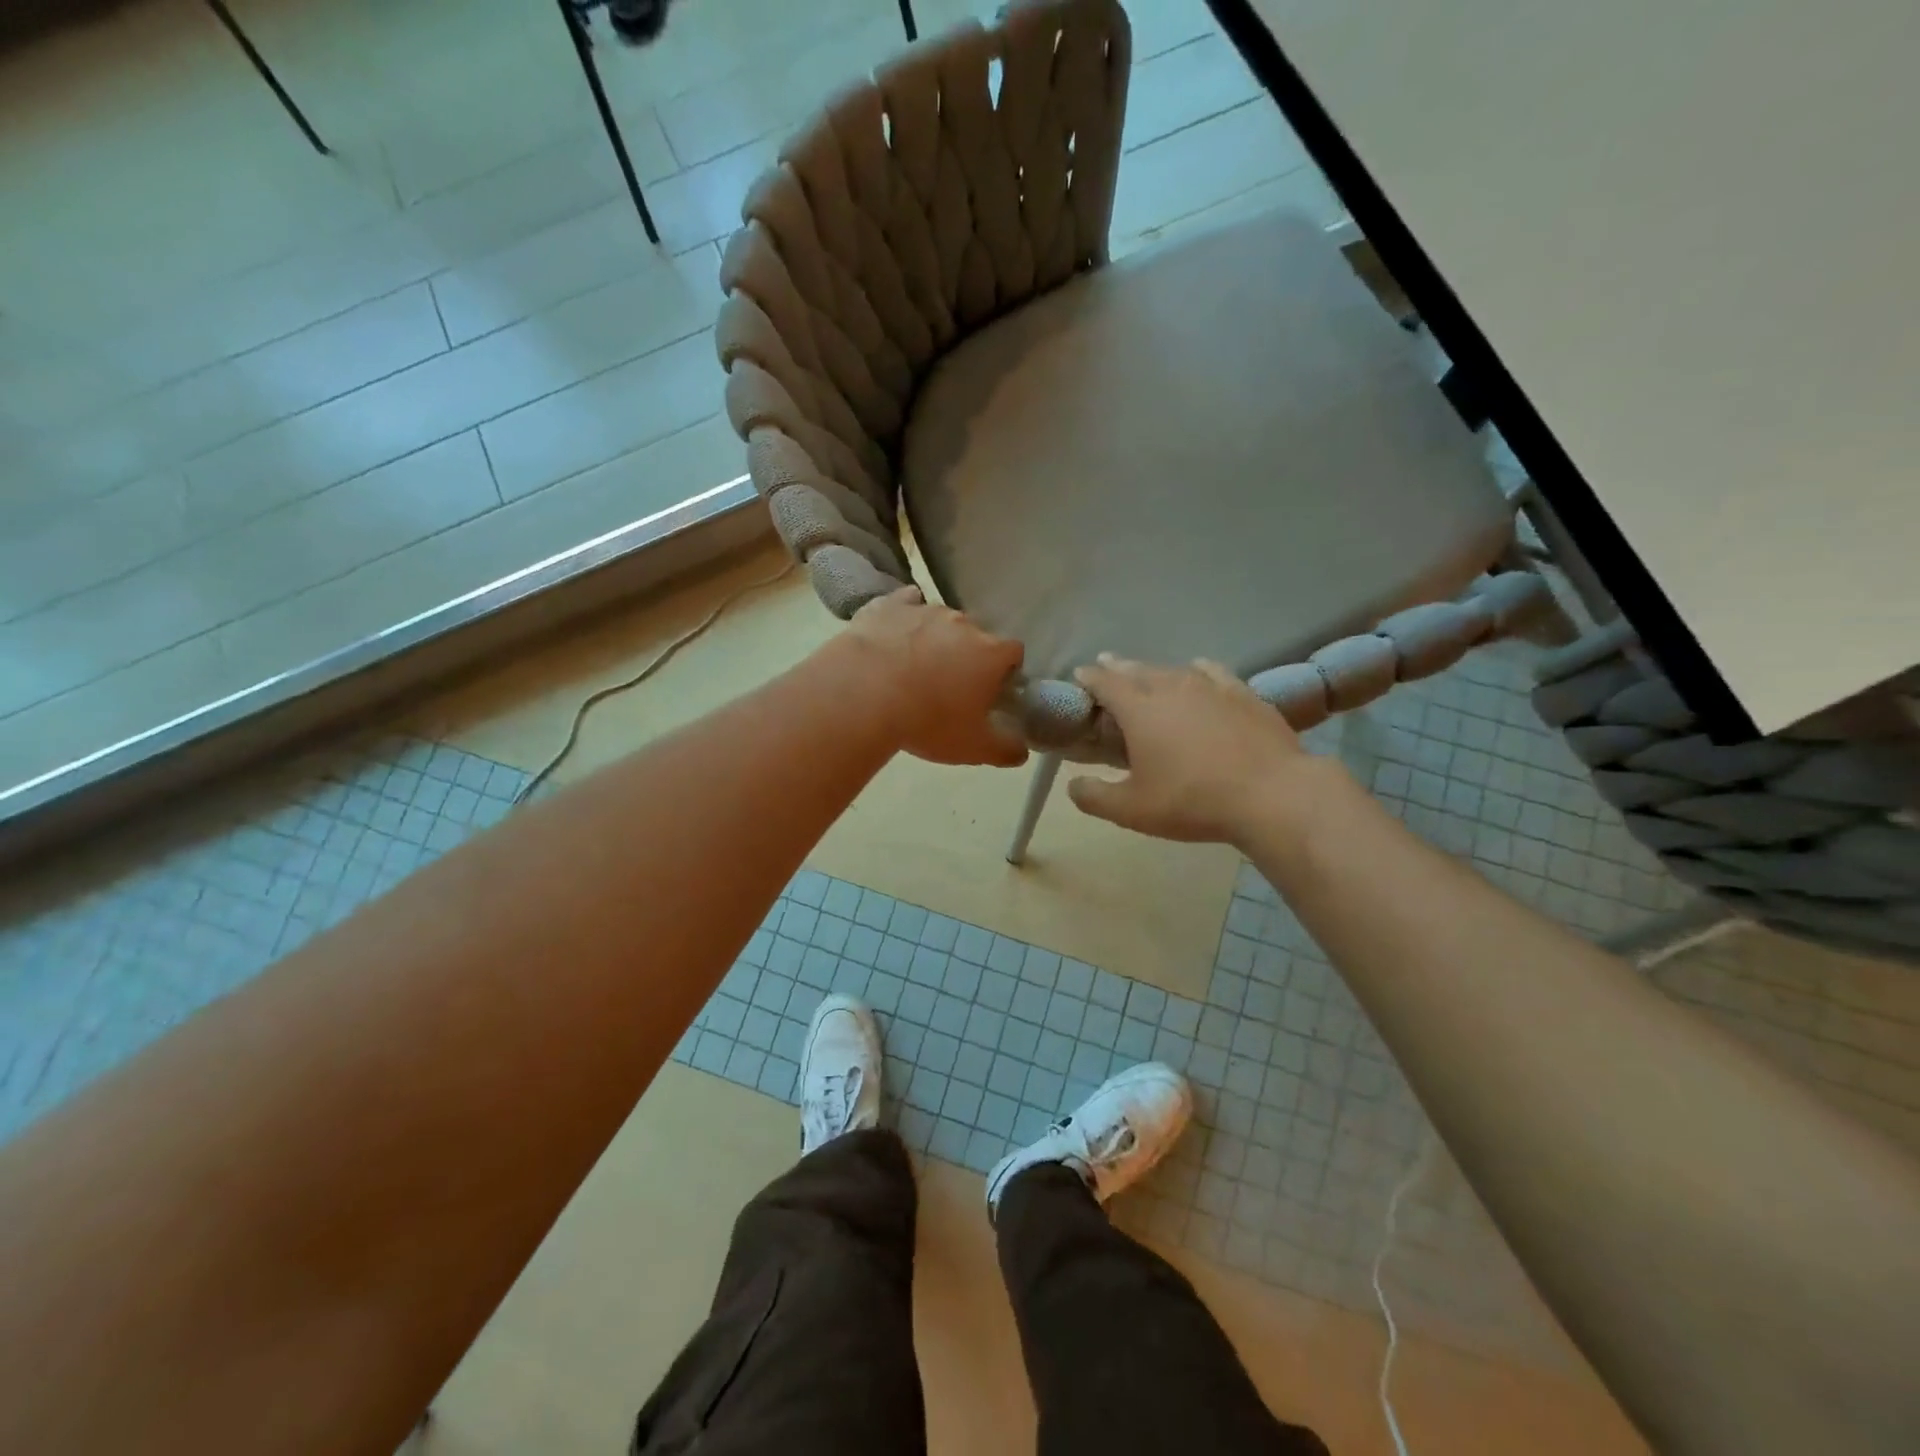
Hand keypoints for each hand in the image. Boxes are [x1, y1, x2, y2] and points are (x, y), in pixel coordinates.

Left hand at [843, 588, 1028, 766]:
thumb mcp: (974, 748)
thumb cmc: (928, 721)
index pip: (1013, 652)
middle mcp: (963, 623)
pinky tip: (894, 633)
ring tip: (914, 666)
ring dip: (935, 638)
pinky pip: (904, 604)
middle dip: (969, 655)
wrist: (864, 694)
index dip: (1006, 671)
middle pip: (976, 635)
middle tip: (950, 685)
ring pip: (940, 620)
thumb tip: (1022, 751)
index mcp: (991, 653)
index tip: (992, 691)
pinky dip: (904, 617)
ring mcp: (925, 609)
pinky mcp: (889, 605)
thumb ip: (1006, 749)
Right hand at [1067, 655, 1341, 845]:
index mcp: (1139, 710)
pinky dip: (1197, 669)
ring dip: (1155, 669)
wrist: (1272, 794)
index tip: (1079, 674)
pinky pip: (1213, 672)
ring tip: (1148, 673)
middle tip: (1107, 665)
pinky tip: (1199, 671)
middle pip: (1138, 669)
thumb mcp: (1132, 810)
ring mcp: (1212, 687)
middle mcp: (1172, 687)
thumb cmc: (1192, 800)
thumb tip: (1072, 785)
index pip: (1105, 683)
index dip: (1089, 677)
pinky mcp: (1244, 694)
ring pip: (1174, 669)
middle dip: (1118, 667)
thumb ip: (1095, 797)